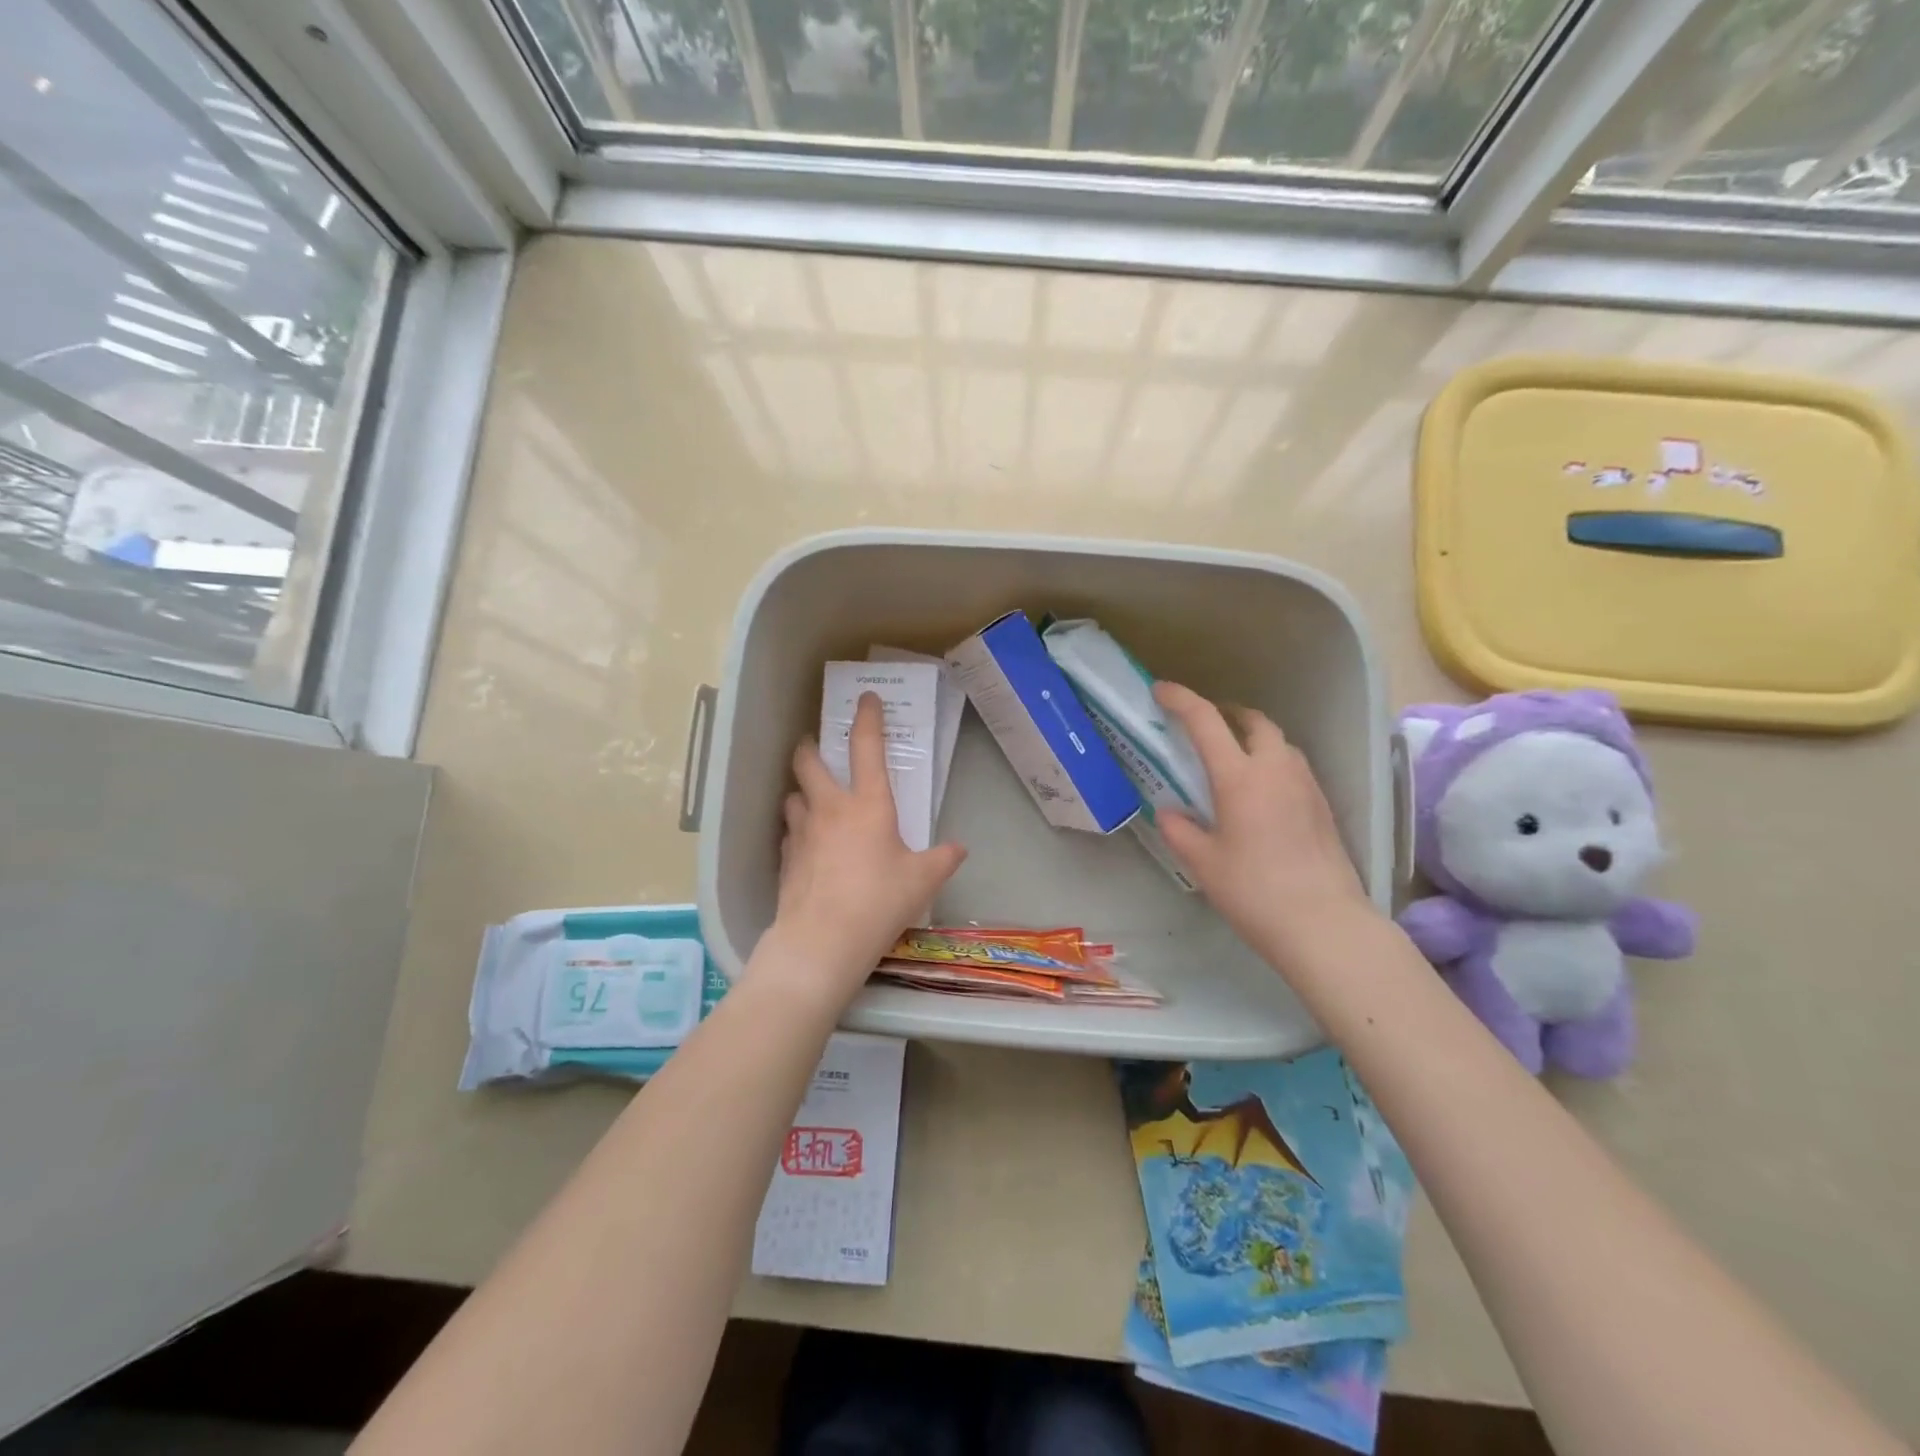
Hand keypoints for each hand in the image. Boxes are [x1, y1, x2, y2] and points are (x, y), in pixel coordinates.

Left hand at [766, 692, 966, 1005]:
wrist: (823, 940)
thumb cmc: (879, 901)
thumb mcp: (923, 880)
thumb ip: (943, 859)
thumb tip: (958, 849)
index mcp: (867, 804)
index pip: (866, 748)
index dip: (867, 718)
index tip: (867, 698)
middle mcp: (829, 808)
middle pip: (808, 760)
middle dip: (811, 746)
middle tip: (818, 747)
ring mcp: (801, 832)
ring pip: (792, 795)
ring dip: (801, 790)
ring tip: (812, 799)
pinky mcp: (785, 858)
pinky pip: (788, 832)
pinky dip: (797, 829)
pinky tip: (807, 844)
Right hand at [1154, 681, 1372, 972]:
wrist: (1324, 924)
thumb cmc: (1254, 891)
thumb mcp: (1203, 863)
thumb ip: (1179, 830)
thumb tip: (1169, 812)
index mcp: (1240, 777)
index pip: (1206, 722)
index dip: (1181, 700)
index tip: (1160, 691)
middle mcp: (1276, 769)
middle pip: (1253, 721)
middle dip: (1226, 713)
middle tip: (1203, 725)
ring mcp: (1306, 785)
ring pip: (1278, 742)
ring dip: (1252, 737)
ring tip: (1230, 757)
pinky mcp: (1322, 805)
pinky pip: (1292, 766)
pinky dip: (1270, 761)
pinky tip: (1259, 792)